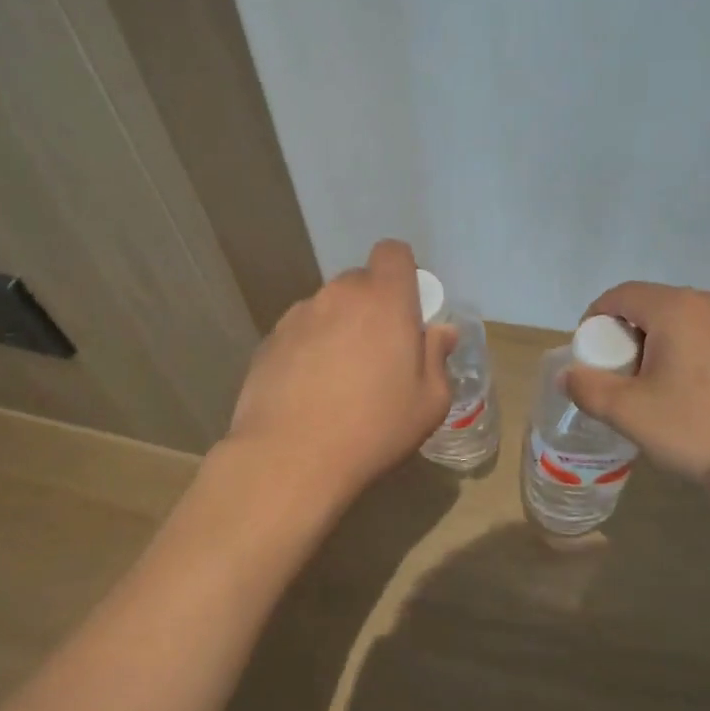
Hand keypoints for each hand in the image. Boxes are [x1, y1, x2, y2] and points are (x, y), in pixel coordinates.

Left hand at [227, 239, 457, 505]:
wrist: (290, 457)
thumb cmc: (374, 428)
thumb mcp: (429, 402)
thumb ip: (437, 357)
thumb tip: (440, 332)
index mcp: (384, 300)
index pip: (393, 252)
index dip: (403, 274)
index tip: (408, 311)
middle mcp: (338, 295)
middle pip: (361, 283)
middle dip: (373, 307)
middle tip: (379, 354)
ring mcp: (298, 316)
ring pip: (328, 308)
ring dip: (340, 329)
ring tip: (339, 379)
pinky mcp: (269, 340)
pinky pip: (301, 333)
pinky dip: (310, 350)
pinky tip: (310, 391)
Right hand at [564, 282, 709, 482]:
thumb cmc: (700, 431)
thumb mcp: (630, 414)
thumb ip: (589, 388)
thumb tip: (568, 374)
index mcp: (678, 309)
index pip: (621, 295)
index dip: (596, 319)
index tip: (590, 354)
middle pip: (657, 306)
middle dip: (632, 335)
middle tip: (625, 377)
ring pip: (692, 323)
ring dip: (668, 346)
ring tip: (666, 390)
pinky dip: (702, 357)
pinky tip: (707, 398)